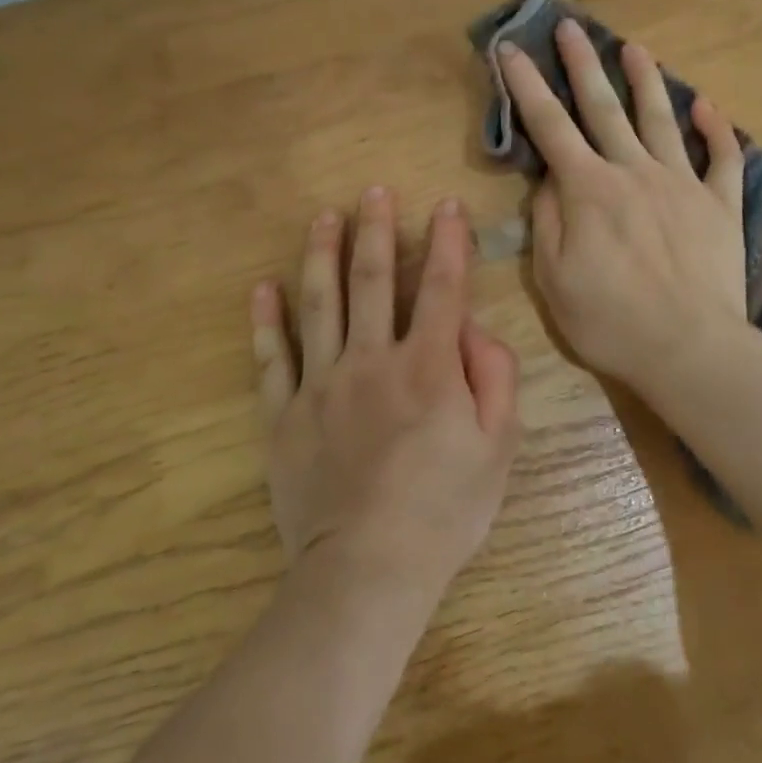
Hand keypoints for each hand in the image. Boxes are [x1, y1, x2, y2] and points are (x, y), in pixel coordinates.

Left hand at [250, 187, 520, 608]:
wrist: (367, 571)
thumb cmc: (443, 509)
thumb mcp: (499, 446)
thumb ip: (495, 377)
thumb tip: (473, 328)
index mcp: (428, 366)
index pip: (441, 287)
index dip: (447, 241)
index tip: (446, 205)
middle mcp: (371, 360)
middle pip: (372, 281)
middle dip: (376, 231)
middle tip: (373, 191)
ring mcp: (321, 385)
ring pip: (319, 305)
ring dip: (322, 255)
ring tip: (323, 217)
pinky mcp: (284, 415)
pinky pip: (271, 359)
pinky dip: (265, 322)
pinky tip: (262, 288)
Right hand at [497, 21, 748, 394]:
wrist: (690, 349)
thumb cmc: (611, 321)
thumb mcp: (554, 279)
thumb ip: (546, 222)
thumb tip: (546, 181)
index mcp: (589, 189)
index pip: (550, 125)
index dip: (527, 86)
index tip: (511, 49)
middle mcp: (634, 172)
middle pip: (604, 107)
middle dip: (583, 64)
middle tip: (571, 26)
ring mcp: (682, 184)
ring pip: (661, 119)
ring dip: (646, 80)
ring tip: (634, 48)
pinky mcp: (720, 205)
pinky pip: (722, 158)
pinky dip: (716, 129)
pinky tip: (706, 105)